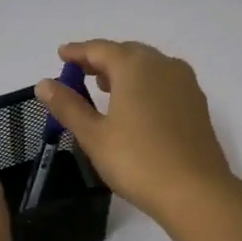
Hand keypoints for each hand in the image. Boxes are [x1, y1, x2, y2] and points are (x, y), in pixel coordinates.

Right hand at [35, 39, 234, 224]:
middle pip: (127, 53)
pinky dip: (144, 84)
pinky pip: (164, 82)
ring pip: (149, 66)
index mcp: (135, 66)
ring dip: (125, 71)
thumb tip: (44, 83)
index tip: (61, 54)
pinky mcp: (197, 104)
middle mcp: (163, 65)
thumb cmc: (137, 160)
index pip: (100, 49)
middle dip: (101, 59)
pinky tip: (136, 105)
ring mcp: (185, 84)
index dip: (77, 51)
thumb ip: (68, 106)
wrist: (195, 191)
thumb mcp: (94, 135)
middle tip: (79, 71)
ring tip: (104, 86)